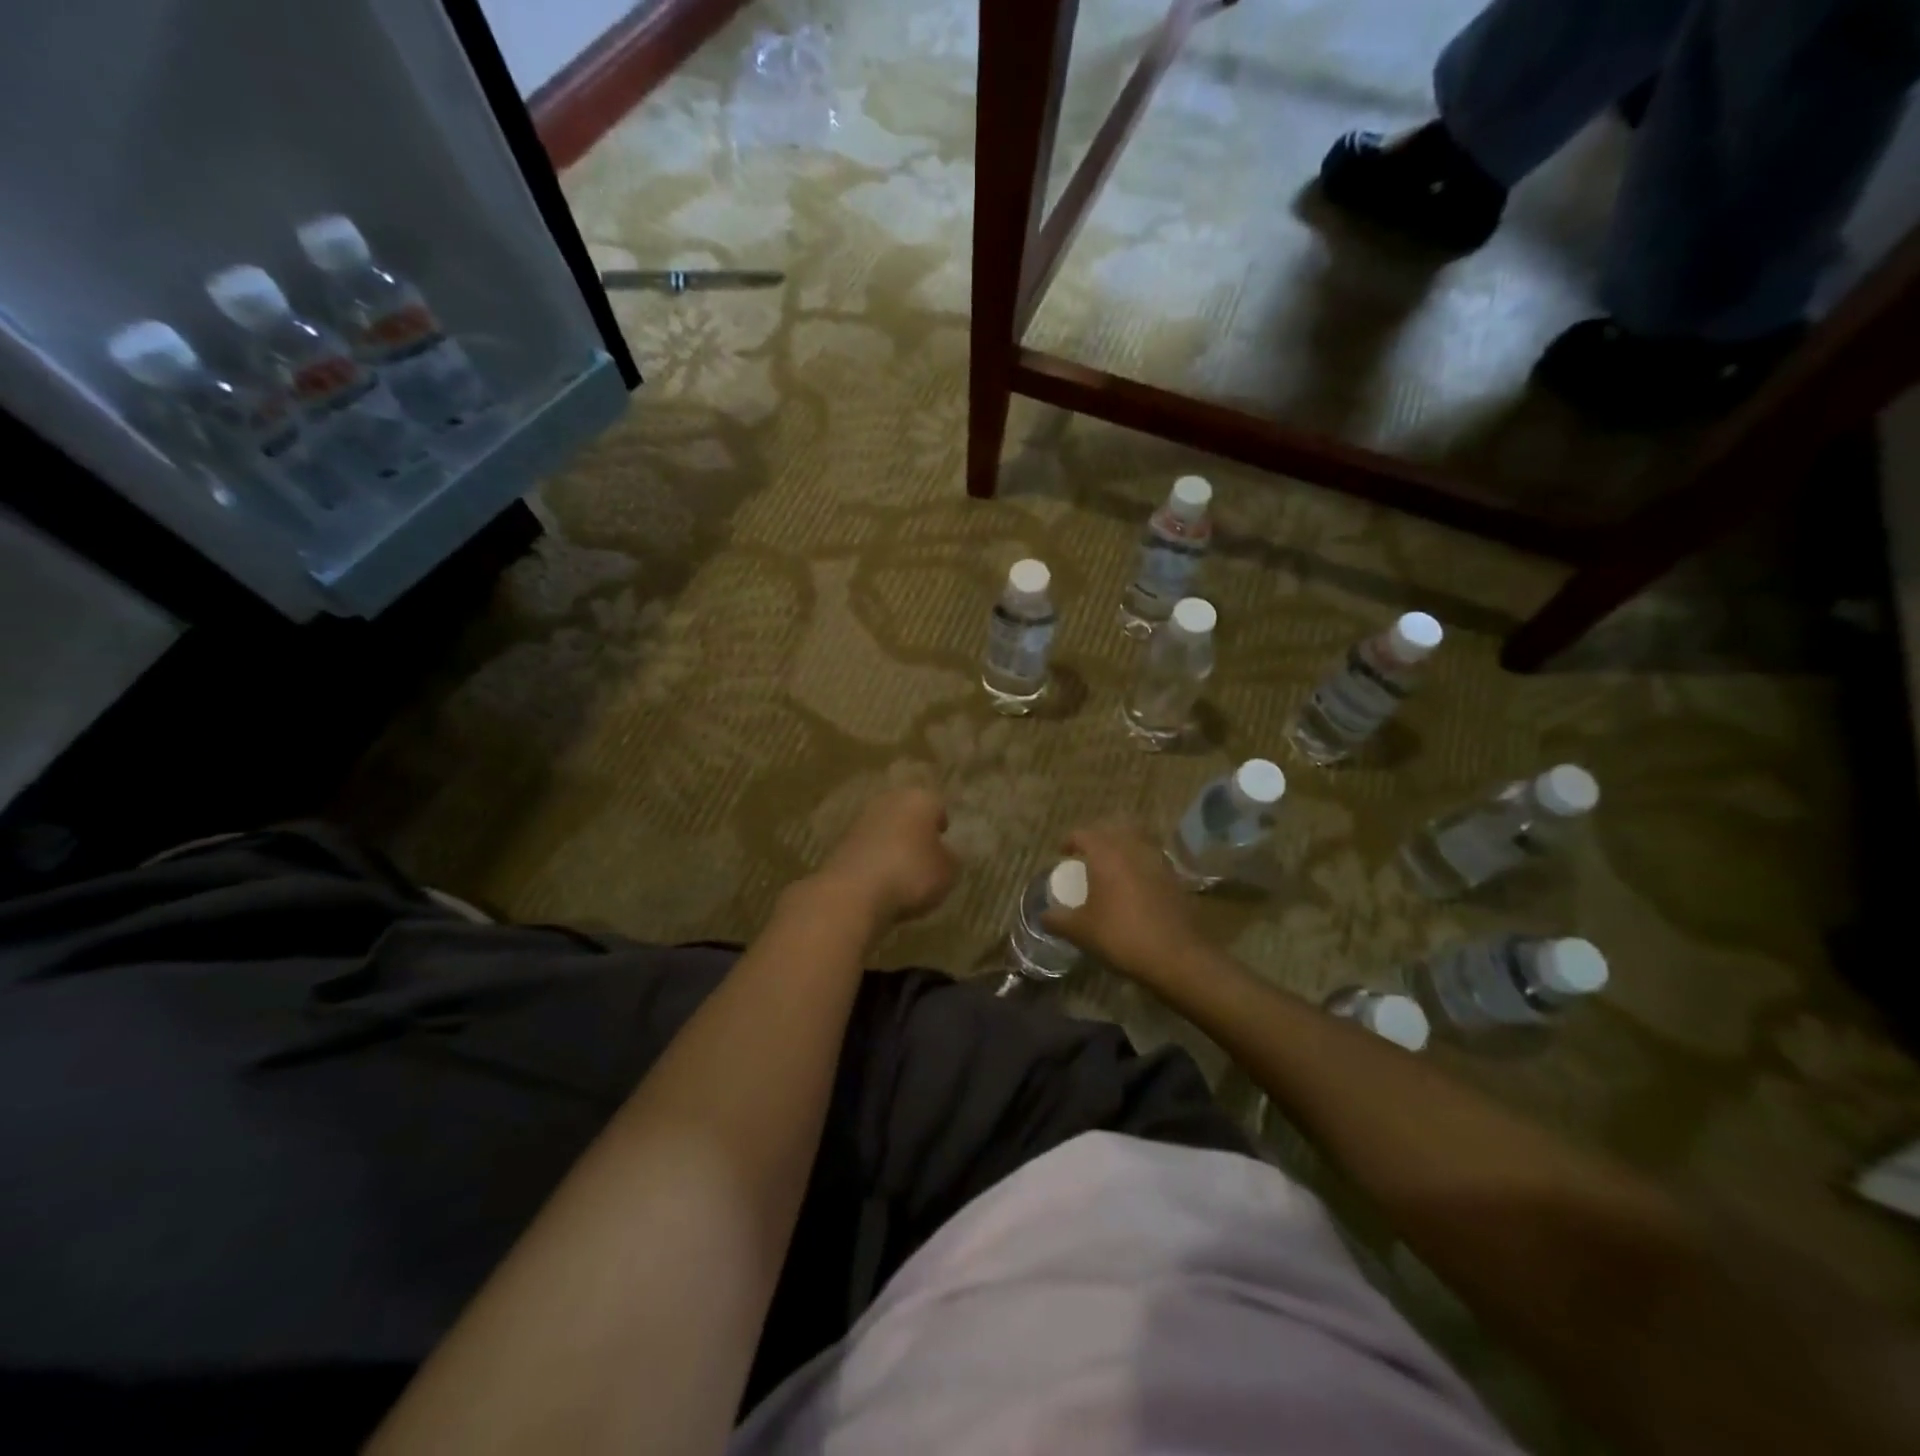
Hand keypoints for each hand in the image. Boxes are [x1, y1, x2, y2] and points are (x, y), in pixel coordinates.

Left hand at [811, 786, 956, 931]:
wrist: (853, 892)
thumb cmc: (911, 874)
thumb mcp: (947, 872)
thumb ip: (949, 859)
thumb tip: (944, 854)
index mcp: (919, 799)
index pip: (937, 805)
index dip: (941, 823)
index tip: (944, 838)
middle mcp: (888, 801)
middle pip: (907, 812)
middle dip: (915, 829)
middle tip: (924, 851)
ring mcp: (861, 820)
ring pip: (885, 828)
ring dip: (892, 843)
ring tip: (902, 870)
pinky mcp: (840, 842)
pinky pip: (867, 848)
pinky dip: (875, 859)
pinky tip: (881, 880)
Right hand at [1042, 818, 1206, 989]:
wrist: (1177, 955)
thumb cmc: (1121, 936)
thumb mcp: (1081, 932)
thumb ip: (1058, 920)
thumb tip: (1043, 916)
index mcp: (1106, 854)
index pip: (1084, 834)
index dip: (1070, 841)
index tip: (1063, 854)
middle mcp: (1132, 849)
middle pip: (1113, 829)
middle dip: (1098, 838)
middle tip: (1087, 855)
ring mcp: (1157, 861)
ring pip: (1136, 840)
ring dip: (1122, 846)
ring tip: (1111, 866)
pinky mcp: (1174, 877)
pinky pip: (1152, 858)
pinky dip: (1140, 862)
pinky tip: (1134, 884)